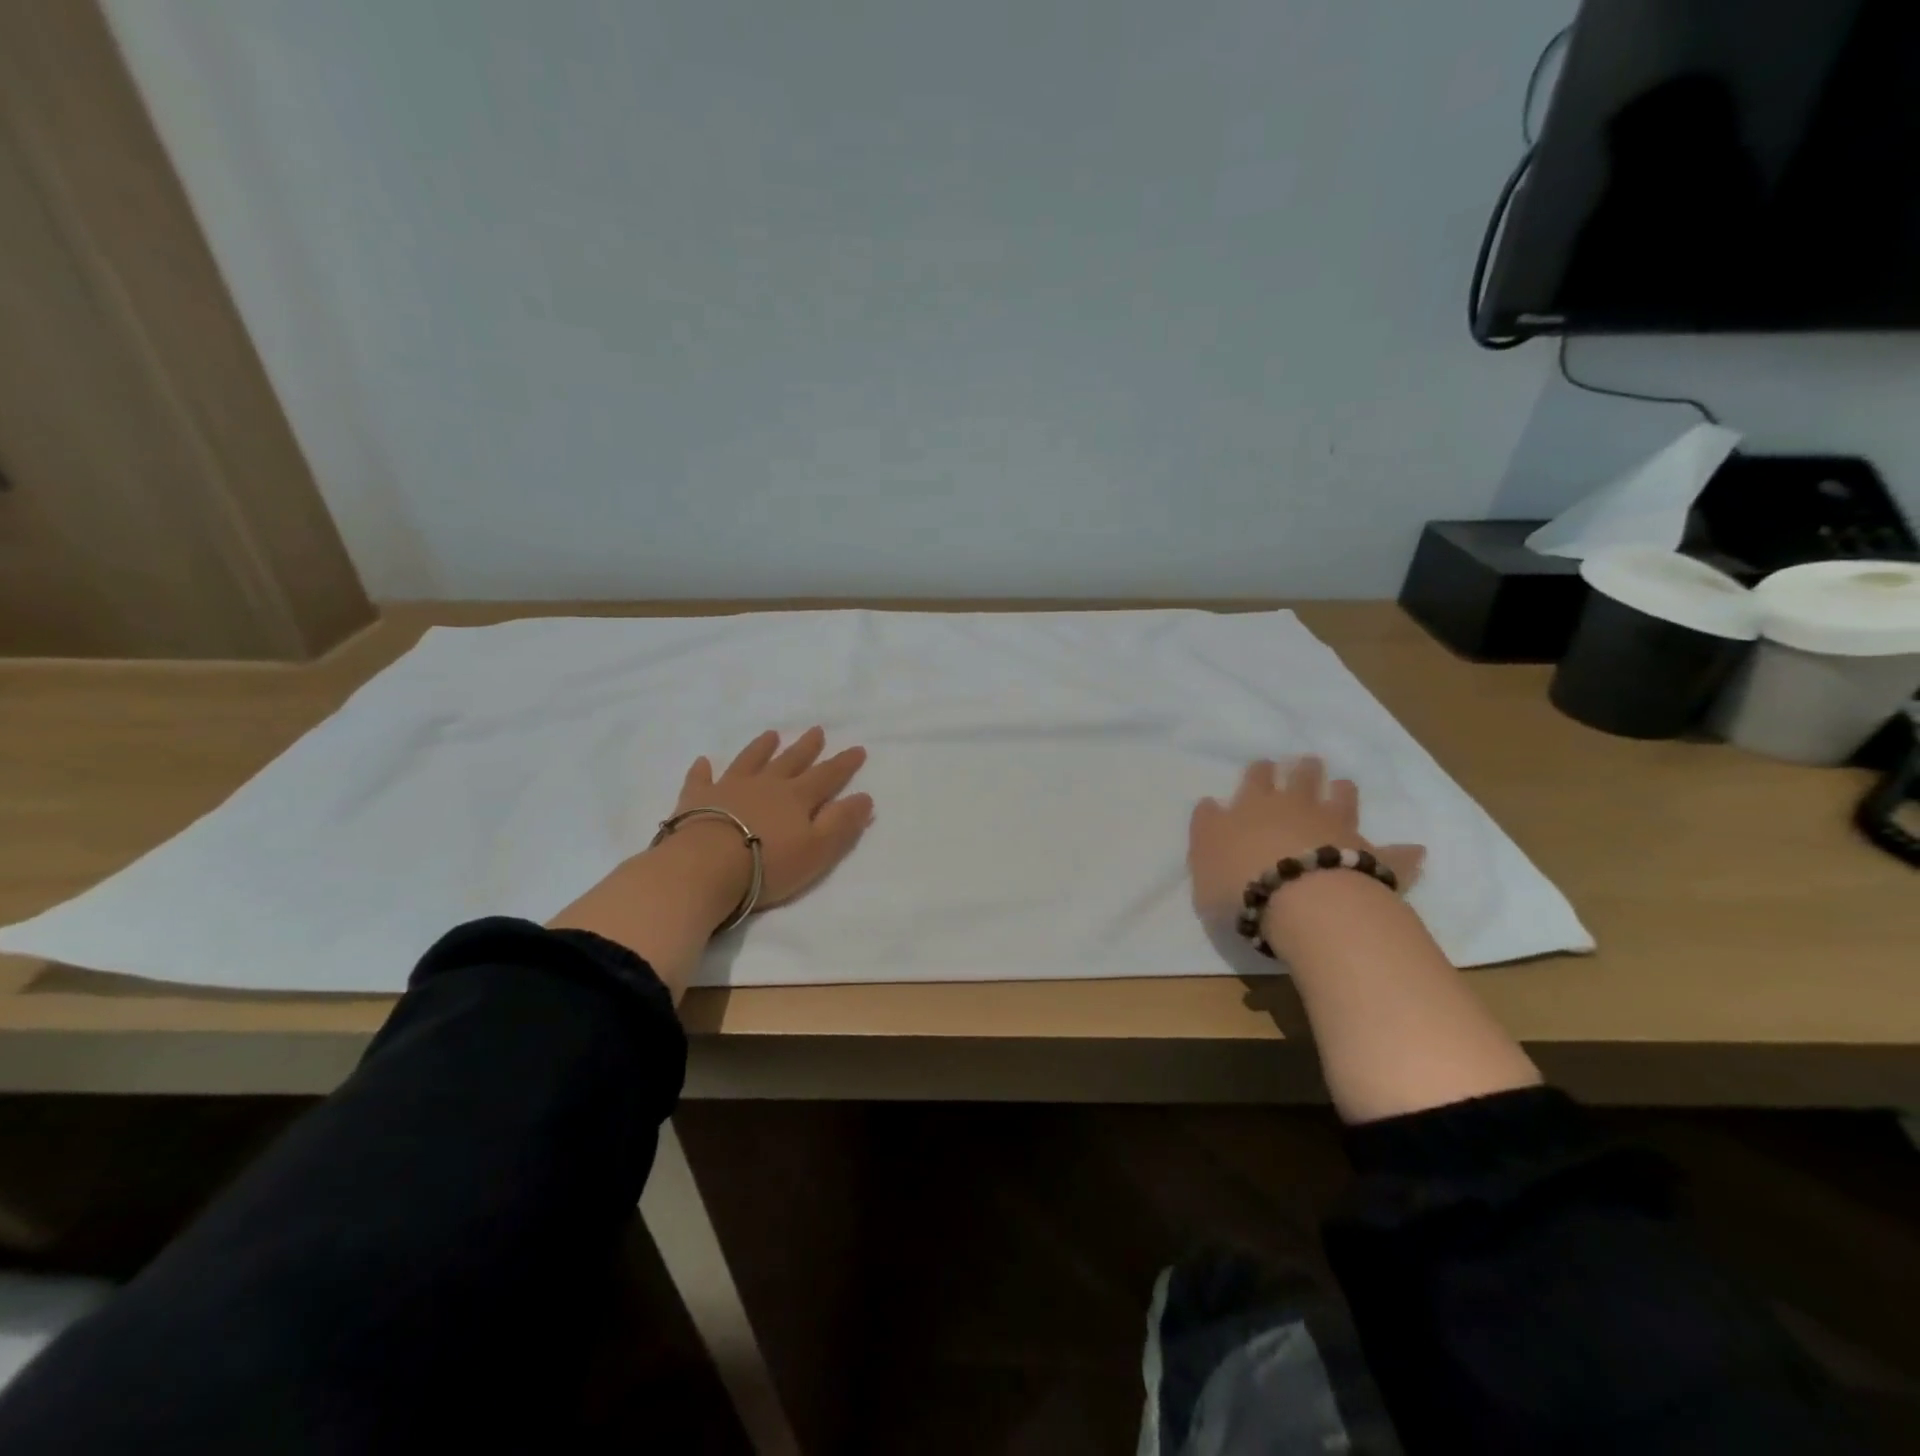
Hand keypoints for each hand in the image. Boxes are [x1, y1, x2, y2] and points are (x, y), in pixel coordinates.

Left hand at [548, 727, 871, 998]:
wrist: (706, 867)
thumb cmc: (768, 864)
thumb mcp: (817, 850)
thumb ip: (842, 823)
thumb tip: (864, 797)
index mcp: (797, 798)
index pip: (827, 776)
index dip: (844, 764)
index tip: (857, 748)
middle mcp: (766, 785)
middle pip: (790, 761)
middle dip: (806, 747)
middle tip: (816, 730)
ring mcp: (729, 788)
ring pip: (750, 761)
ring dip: (761, 748)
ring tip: (771, 735)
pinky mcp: (697, 799)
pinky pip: (701, 779)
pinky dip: (703, 770)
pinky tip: (703, 762)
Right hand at [1188, 756, 1424, 922]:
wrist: (1302, 903)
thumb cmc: (1240, 882)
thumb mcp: (1202, 857)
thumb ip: (1207, 829)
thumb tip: (1211, 804)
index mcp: (1254, 806)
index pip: (1255, 779)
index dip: (1260, 771)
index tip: (1264, 765)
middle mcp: (1298, 809)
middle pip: (1302, 780)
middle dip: (1304, 770)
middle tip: (1309, 763)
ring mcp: (1339, 830)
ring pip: (1344, 801)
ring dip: (1343, 792)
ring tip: (1344, 785)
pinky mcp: (1372, 860)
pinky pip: (1391, 855)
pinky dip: (1402, 852)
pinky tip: (1414, 849)